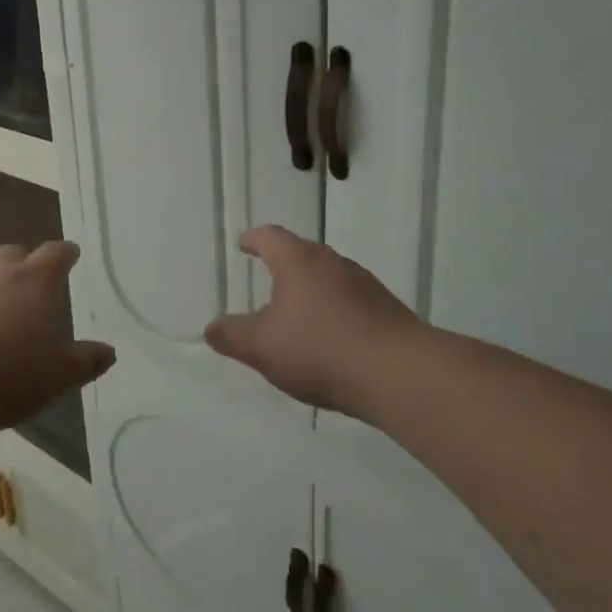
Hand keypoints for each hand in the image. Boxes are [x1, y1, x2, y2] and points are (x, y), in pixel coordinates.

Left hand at [0, 241, 114, 432]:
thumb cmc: (3, 374)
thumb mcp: (56, 377)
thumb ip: (84, 362)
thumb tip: (108, 351)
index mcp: (34, 283)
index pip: (55, 254)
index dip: (65, 254)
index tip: (70, 254)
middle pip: (12, 254)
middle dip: (24, 262)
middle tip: (30, 280)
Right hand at [204, 226, 423, 414]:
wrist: (399, 374)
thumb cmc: (319, 349)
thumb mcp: (261, 347)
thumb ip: (231, 336)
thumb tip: (212, 328)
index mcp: (298, 261)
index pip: (271, 237)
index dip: (254, 239)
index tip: (244, 243)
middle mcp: (333, 263)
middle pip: (303, 253)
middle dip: (284, 264)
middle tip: (268, 275)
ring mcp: (365, 285)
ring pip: (330, 277)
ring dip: (312, 289)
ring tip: (298, 312)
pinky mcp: (387, 311)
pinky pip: (351, 302)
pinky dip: (335, 311)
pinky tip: (331, 339)